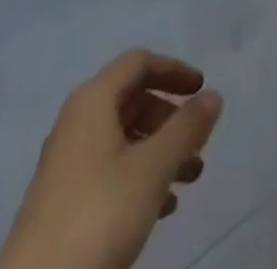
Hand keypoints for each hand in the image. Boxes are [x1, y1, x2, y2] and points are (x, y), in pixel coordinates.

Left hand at [0, 50, 223, 268]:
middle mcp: (76, 123)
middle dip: (170, 118)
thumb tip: (213, 95)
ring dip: (160, 151)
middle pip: (132, 100)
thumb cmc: (99, 213)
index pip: (139, 63)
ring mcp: (66, 164)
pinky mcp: (62, 202)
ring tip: (190, 179)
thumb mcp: (153, 168)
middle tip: (198, 142)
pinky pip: (110, 170)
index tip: (201, 88)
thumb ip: (187, 128)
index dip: (173, 69)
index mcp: (93, 101)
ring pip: (123, 139)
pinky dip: (140, 176)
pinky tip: (162, 207)